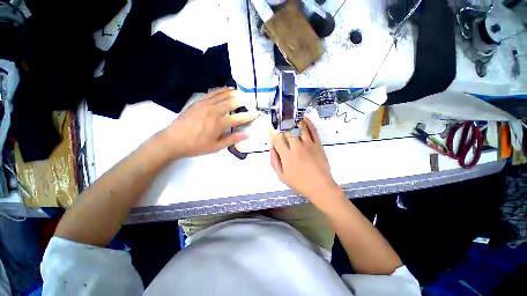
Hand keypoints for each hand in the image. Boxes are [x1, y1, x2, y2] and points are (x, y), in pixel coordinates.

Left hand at [161, 88, 257, 157]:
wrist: (173, 140)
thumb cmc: (196, 146)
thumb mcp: (216, 147)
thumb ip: (232, 139)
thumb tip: (246, 135)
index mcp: (219, 124)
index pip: (238, 118)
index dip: (249, 116)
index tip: (256, 113)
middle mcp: (214, 111)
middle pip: (231, 103)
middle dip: (241, 101)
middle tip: (248, 100)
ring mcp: (205, 105)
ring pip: (221, 95)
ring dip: (231, 93)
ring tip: (239, 91)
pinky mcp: (198, 102)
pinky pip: (211, 94)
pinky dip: (220, 91)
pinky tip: (224, 89)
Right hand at [269, 117, 341, 209]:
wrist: (320, 186)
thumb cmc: (299, 183)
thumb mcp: (282, 176)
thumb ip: (274, 162)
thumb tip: (271, 149)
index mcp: (286, 156)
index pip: (277, 139)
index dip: (272, 133)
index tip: (270, 130)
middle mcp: (296, 147)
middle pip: (287, 132)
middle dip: (282, 127)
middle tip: (280, 125)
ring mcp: (308, 144)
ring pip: (299, 128)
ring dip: (294, 122)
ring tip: (290, 118)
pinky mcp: (318, 144)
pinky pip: (313, 131)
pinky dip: (308, 123)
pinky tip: (304, 118)